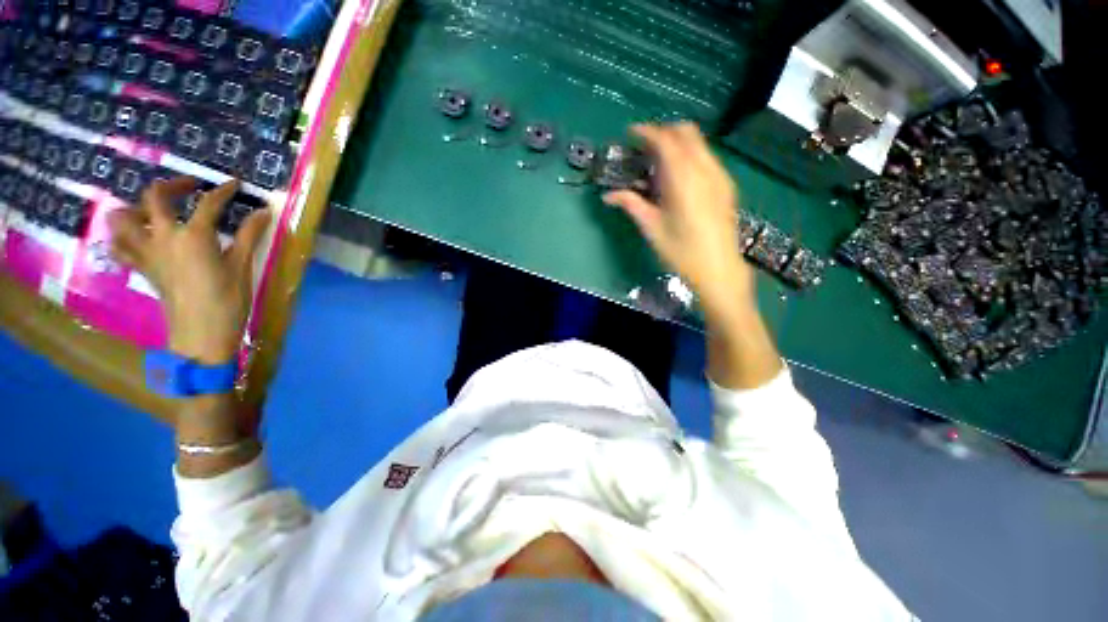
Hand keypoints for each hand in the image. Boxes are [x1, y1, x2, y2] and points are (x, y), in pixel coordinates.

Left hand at [110, 177, 271, 364]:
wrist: (201, 334)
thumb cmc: (227, 300)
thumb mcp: (242, 267)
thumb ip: (249, 236)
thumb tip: (262, 212)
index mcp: (193, 236)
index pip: (208, 203)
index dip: (223, 191)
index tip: (235, 185)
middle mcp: (163, 237)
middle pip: (155, 197)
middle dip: (173, 185)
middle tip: (191, 187)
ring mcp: (147, 252)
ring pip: (122, 219)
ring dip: (135, 207)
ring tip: (154, 210)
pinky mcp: (143, 268)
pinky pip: (120, 247)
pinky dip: (123, 237)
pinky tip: (138, 237)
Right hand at [603, 122, 754, 322]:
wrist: (719, 269)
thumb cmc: (681, 251)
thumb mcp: (652, 228)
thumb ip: (631, 204)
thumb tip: (608, 196)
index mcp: (683, 179)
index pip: (665, 140)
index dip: (646, 131)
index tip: (631, 133)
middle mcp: (705, 169)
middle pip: (686, 132)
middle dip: (663, 132)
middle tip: (644, 147)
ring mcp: (719, 175)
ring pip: (699, 142)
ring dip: (678, 142)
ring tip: (659, 162)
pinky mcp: (726, 185)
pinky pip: (707, 156)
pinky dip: (690, 155)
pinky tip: (679, 177)